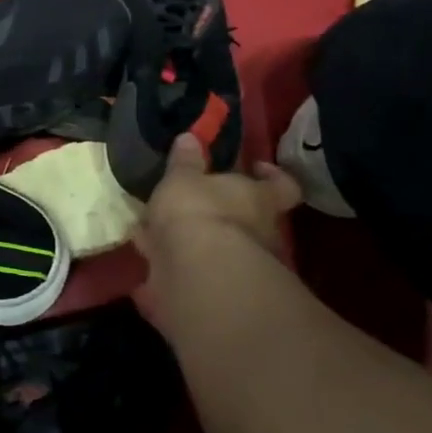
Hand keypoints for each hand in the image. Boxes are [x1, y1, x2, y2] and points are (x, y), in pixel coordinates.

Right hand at [135, 135, 302, 332]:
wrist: (197, 277)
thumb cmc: (197, 213)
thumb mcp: (183, 179)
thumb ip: (185, 162)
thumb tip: (190, 137)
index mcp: (259, 200)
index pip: (282, 185)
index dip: (271, 176)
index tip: (255, 166)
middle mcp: (259, 235)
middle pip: (249, 221)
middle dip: (221, 215)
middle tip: (189, 206)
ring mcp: (240, 269)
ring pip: (218, 252)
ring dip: (194, 247)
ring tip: (158, 239)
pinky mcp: (215, 295)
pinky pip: (192, 279)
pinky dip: (173, 276)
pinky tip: (150, 273)